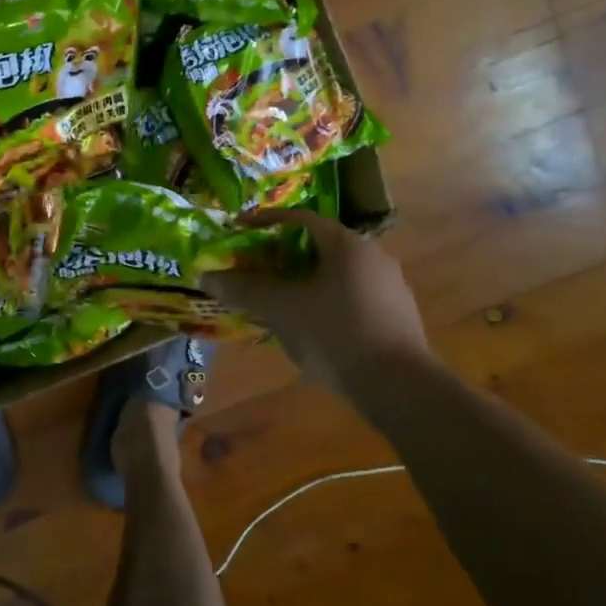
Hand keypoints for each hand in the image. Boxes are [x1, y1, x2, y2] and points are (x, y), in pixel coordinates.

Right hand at [205, 209, 430, 388]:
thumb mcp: (281, 310)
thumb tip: (206, 276)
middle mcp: (372, 257)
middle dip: (280, 254)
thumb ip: (244, 289)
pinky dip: (321, 300)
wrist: (399, 387)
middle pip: (317, 245)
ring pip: (333, 273)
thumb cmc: (335, 334)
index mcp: (347, 245)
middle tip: (252, 267)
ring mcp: (388, 287)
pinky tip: (306, 324)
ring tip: (274, 298)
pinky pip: (348, 295)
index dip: (265, 221)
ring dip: (301, 279)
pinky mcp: (394, 316)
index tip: (238, 228)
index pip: (300, 219)